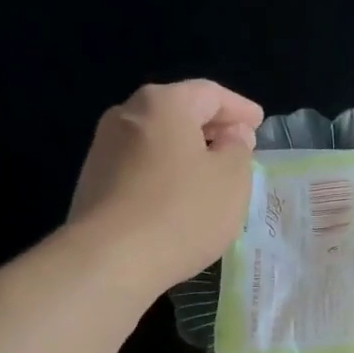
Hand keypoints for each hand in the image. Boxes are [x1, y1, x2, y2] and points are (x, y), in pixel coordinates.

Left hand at [68, 80, 262, 290]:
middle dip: (211, 128)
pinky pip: (140, 168)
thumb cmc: (182, 212)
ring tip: (210, 176)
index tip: (259, 123)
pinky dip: (165, 174)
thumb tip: (231, 136)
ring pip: (157, 141)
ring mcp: (104, 149)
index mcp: (163, 104)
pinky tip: (178, 199)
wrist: (110, 259)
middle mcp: (127, 114)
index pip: (210, 93)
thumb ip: (238, 149)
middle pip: (178, 113)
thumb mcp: (231, 180)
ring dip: (186, 153)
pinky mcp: (94, 182)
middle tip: (238, 147)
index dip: (239, 108)